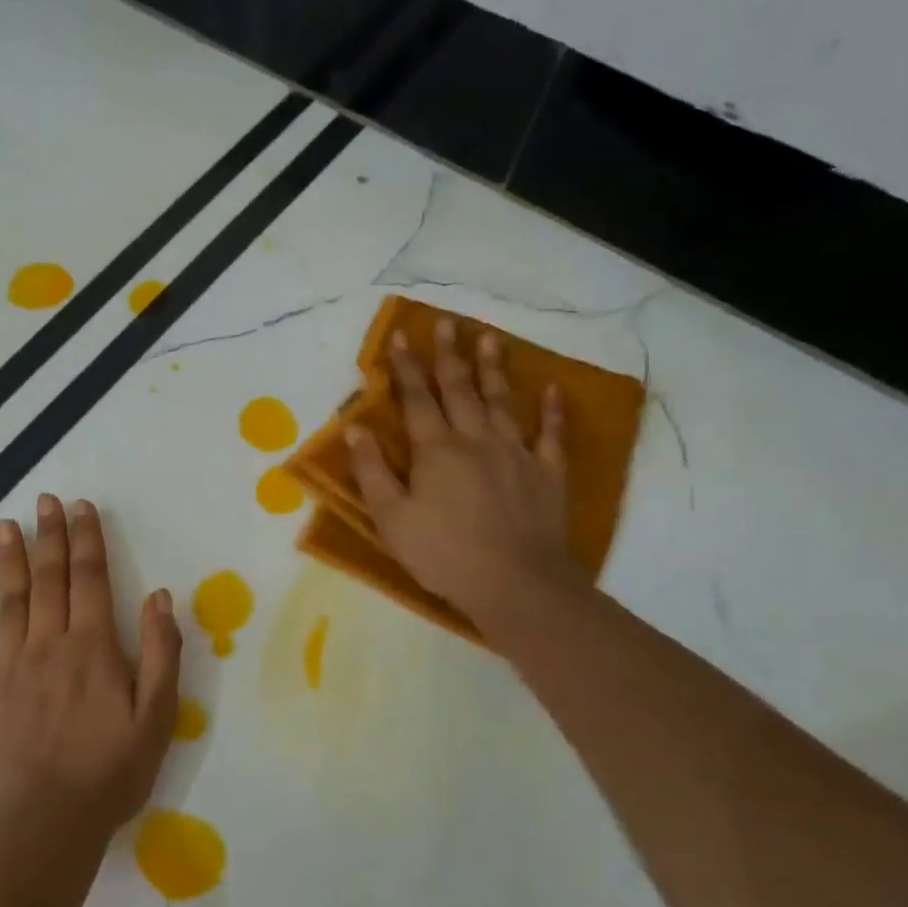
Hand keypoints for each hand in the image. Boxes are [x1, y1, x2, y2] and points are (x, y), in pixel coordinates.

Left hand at [0, 495, 180, 853]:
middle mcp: (49, 646)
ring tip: (7, 527)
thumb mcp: (158, 715)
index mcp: (92, 647)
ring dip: (10, 562)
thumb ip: (161, 652)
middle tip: (44, 500)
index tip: (81, 507)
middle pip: (49, 580)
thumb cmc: (112, 771)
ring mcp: (10, 670)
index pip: (90, 578)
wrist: (49, 825)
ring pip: (10, 603)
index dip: (87, 539)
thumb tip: (159, 596)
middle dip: (49, 536)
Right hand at [346, 318, 586, 636]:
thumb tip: (355, 428)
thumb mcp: (391, 518)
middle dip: (449, 355)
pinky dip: (552, 411)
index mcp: (435, 450)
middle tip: (447, 323)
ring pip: (502, 401)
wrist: (515, 583)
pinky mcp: (547, 473)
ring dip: (494, 368)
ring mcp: (516, 453)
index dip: (406, 367)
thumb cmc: (443, 554)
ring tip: (489, 338)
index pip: (417, 399)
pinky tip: (552, 389)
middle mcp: (475, 439)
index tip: (401, 335)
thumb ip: (372, 471)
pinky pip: (551, 434)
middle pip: (460, 389)